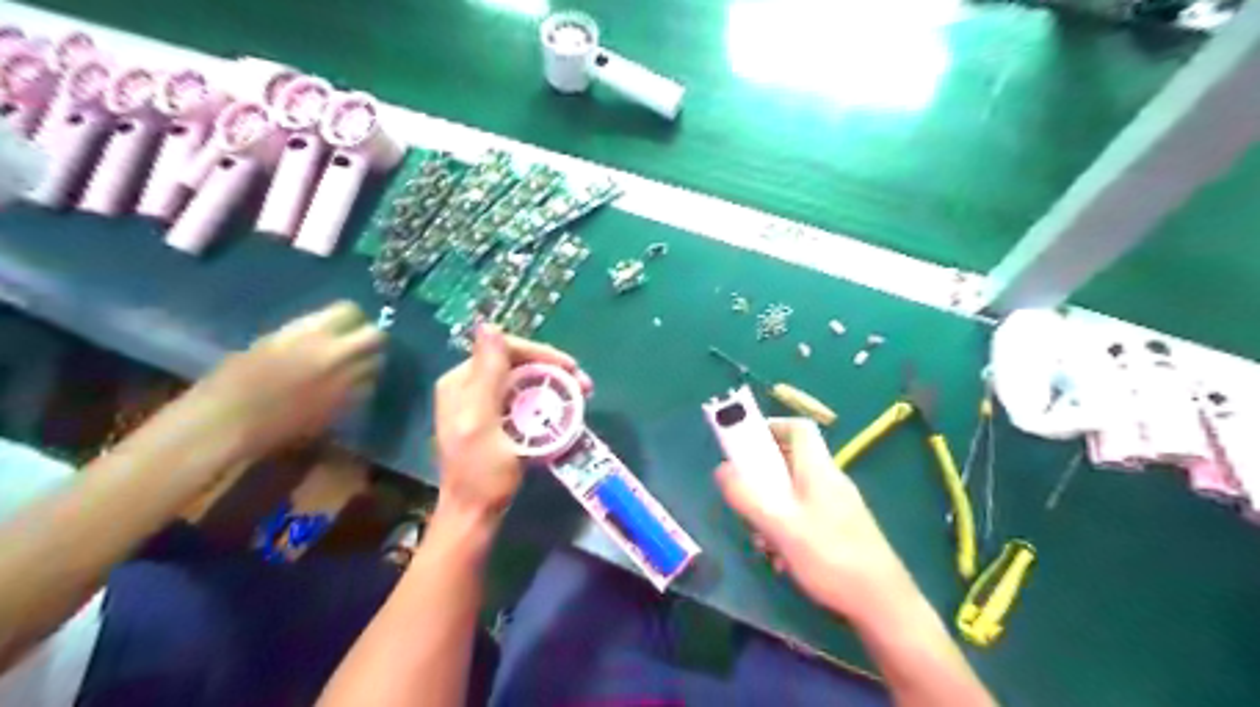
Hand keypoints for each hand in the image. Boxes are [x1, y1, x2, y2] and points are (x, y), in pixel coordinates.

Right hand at [185, 300, 382, 458]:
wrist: (230, 424)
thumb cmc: (234, 380)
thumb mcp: (270, 343)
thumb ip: (306, 335)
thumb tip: (329, 332)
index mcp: (312, 332)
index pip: (351, 310)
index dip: (347, 317)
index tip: (343, 323)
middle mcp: (338, 354)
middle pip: (376, 336)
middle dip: (368, 337)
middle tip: (356, 343)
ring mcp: (346, 381)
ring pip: (376, 364)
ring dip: (367, 363)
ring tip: (350, 367)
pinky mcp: (347, 406)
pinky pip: (367, 388)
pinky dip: (361, 386)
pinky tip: (343, 389)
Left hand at [434, 328, 590, 521]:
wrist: (474, 515)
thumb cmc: (481, 473)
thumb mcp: (483, 421)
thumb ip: (487, 374)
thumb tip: (488, 325)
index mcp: (461, 382)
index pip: (503, 349)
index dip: (540, 353)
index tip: (571, 368)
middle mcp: (468, 386)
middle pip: (515, 364)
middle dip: (552, 370)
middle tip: (583, 384)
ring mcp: (480, 404)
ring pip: (523, 381)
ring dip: (553, 384)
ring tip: (581, 395)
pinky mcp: (494, 420)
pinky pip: (523, 400)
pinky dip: (544, 401)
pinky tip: (563, 409)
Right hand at [718, 418, 917, 621]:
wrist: (884, 606)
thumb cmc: (831, 558)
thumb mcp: (781, 526)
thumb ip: (748, 496)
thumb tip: (722, 469)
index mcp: (818, 469)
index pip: (799, 428)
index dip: (771, 427)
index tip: (745, 444)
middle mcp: (829, 480)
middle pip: (790, 462)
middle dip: (762, 480)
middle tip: (745, 501)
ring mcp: (837, 506)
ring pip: (793, 493)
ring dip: (771, 511)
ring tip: (762, 541)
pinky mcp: (841, 529)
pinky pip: (805, 516)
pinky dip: (787, 529)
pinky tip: (782, 559)